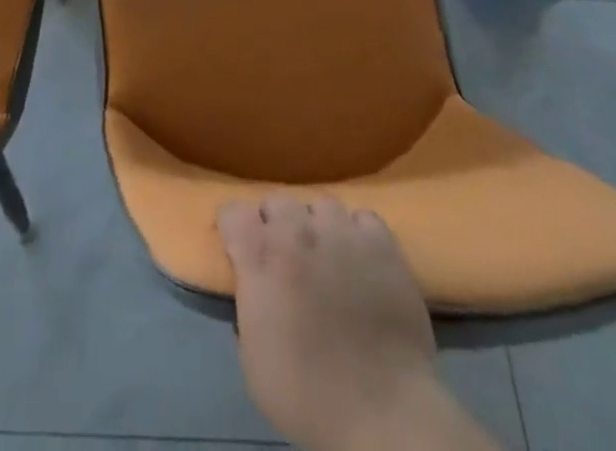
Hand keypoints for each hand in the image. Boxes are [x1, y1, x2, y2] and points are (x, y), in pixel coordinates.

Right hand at [218, 196, 488, 450]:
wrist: (382, 413)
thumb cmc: (308, 396)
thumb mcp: (253, 360)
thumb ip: (248, 306)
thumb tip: (254, 288)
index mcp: (260, 256)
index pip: (232, 211)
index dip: (234, 229)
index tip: (240, 249)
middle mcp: (297, 231)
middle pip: (277, 201)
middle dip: (277, 225)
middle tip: (287, 259)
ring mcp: (341, 232)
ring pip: (321, 205)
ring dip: (318, 227)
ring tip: (328, 256)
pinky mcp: (381, 244)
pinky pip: (363, 219)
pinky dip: (359, 234)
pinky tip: (362, 259)